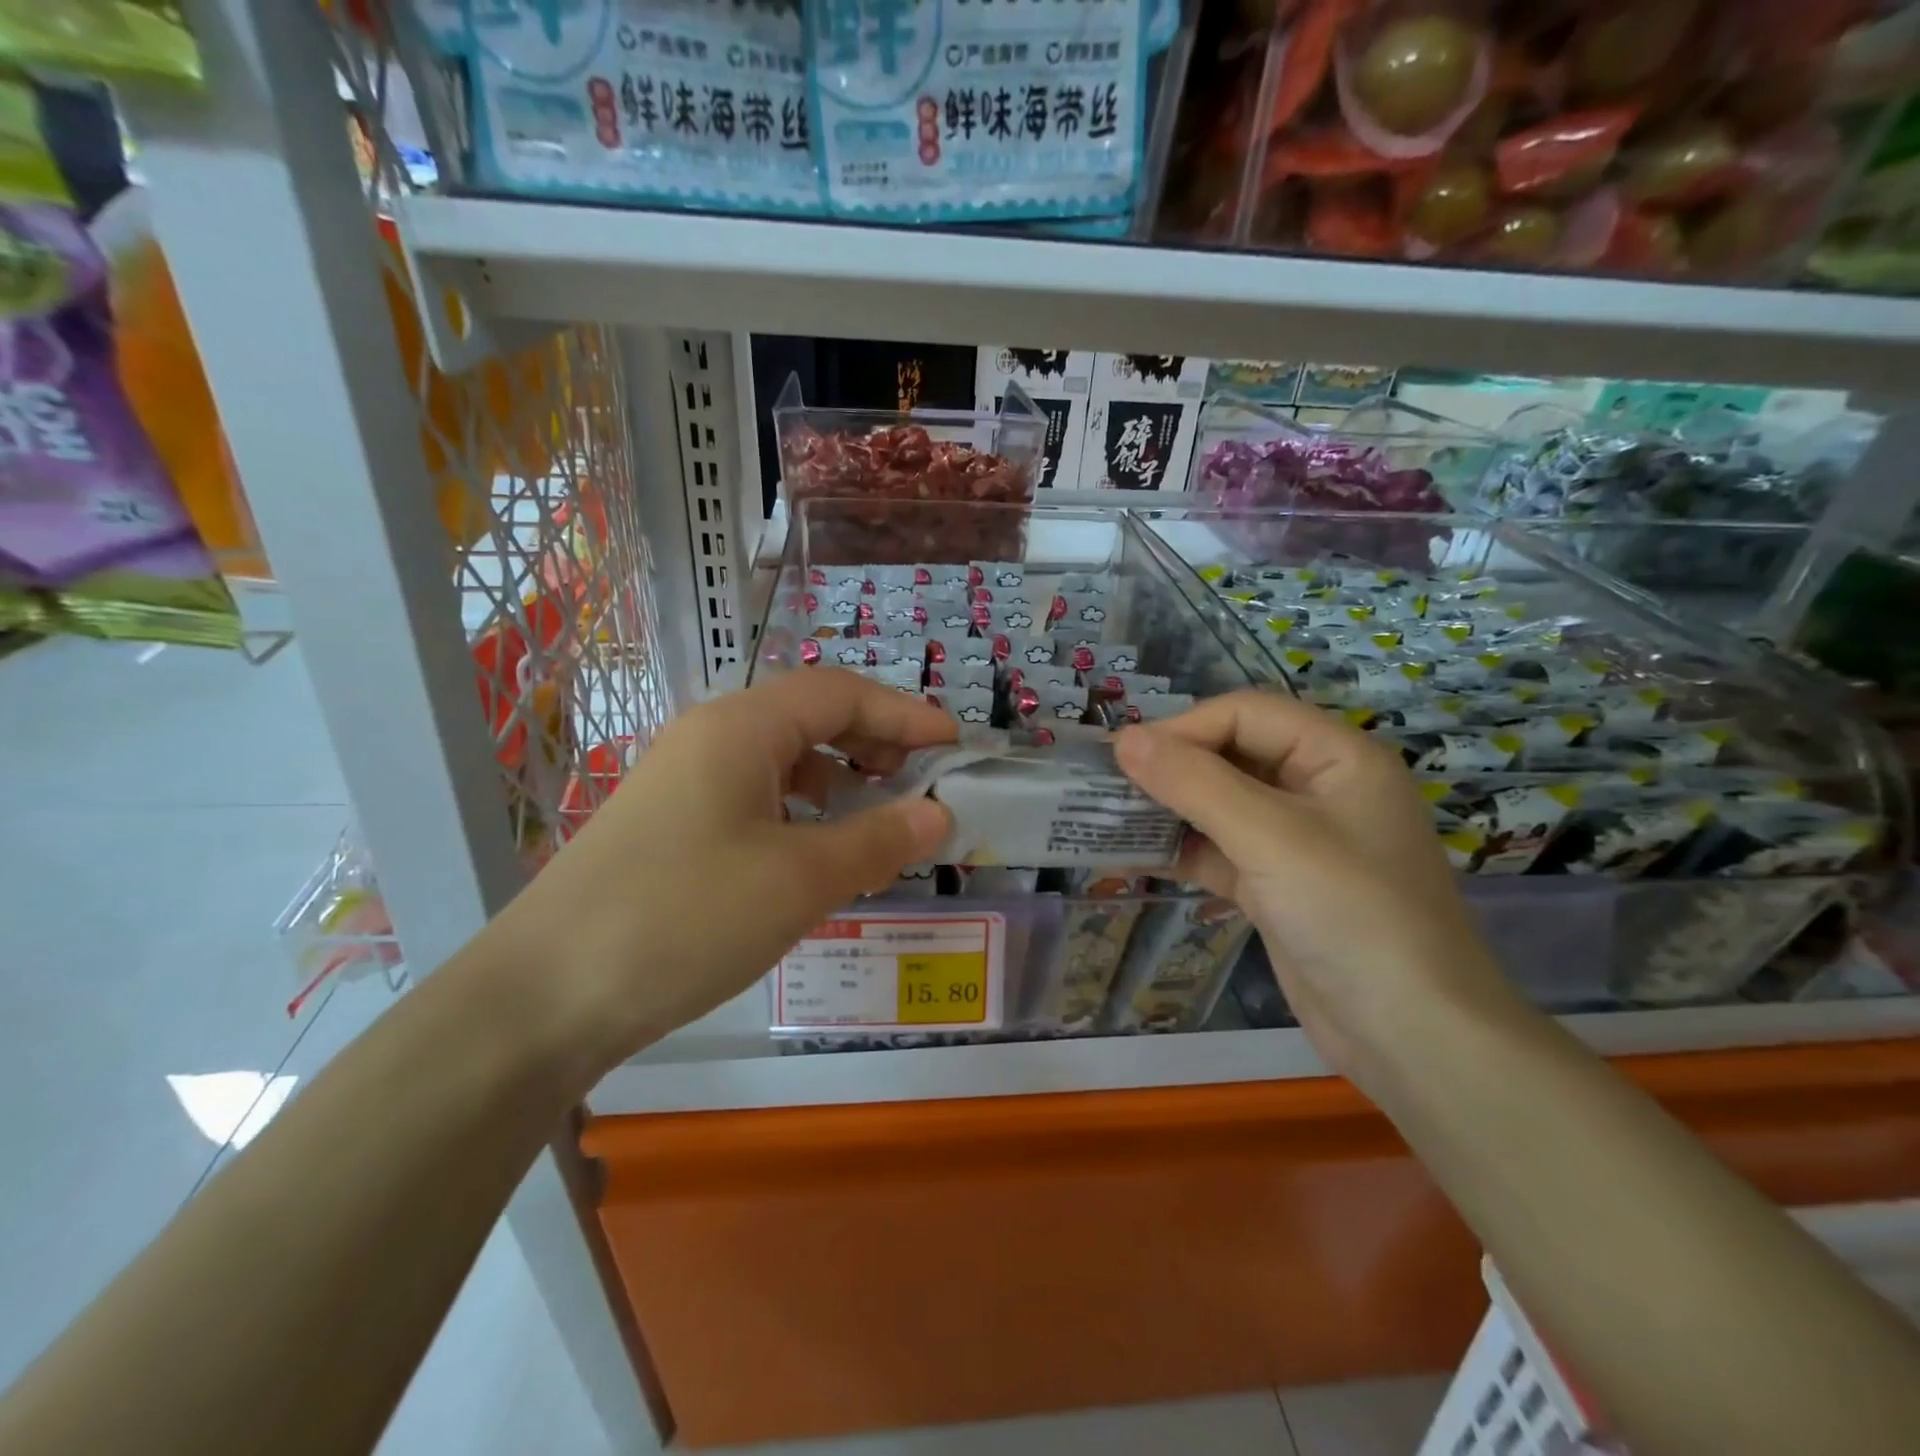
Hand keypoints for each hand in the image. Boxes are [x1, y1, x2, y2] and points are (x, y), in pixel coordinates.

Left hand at [490, 669, 955, 1076]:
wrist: (544, 996)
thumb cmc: (684, 917)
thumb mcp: (799, 880)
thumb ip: (878, 840)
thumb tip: (939, 814)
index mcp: (742, 727)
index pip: (841, 693)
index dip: (905, 714)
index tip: (955, 744)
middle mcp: (711, 737)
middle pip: (811, 717)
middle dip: (875, 741)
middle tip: (924, 779)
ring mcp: (684, 779)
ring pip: (782, 758)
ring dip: (838, 777)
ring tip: (878, 815)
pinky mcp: (671, 823)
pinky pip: (754, 795)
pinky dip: (801, 810)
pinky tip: (816, 850)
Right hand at [1114, 691, 1513, 1079]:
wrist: (1413, 1038)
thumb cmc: (1351, 915)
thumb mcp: (1270, 837)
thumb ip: (1194, 782)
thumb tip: (1124, 739)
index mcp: (1336, 756)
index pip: (1245, 714)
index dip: (1183, 727)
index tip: (1122, 755)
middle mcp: (1317, 788)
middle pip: (1230, 755)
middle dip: (1170, 767)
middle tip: (1105, 784)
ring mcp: (1297, 840)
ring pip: (1219, 804)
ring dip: (1168, 809)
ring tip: (1108, 817)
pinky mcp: (1277, 884)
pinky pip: (1219, 850)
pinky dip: (1179, 850)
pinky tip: (1131, 855)